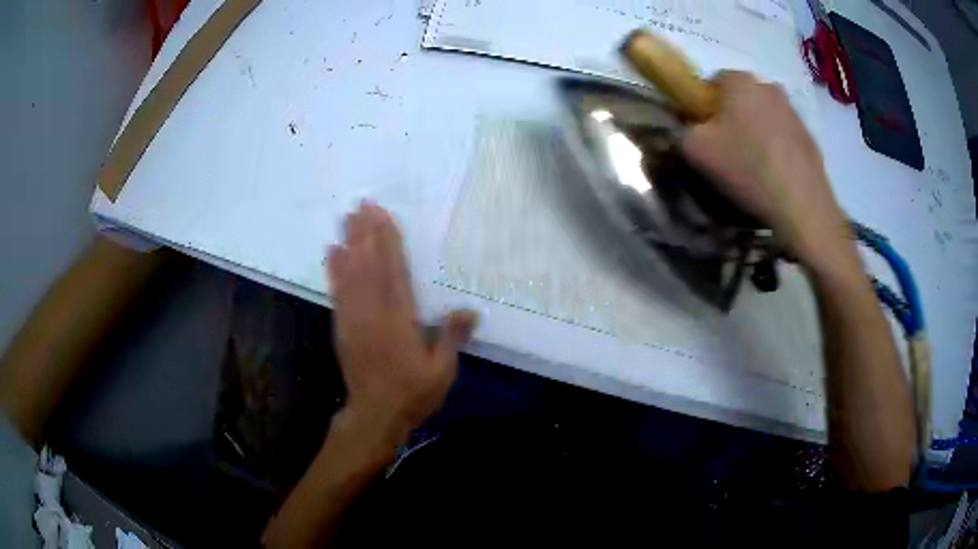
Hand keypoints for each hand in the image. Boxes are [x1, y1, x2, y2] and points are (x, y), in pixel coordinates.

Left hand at [326, 202, 476, 446]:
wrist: (375, 415)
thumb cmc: (412, 393)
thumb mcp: (441, 371)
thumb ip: (451, 338)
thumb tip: (469, 310)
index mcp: (399, 319)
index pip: (393, 271)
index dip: (387, 241)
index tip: (382, 216)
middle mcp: (373, 312)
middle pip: (368, 265)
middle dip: (365, 233)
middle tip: (362, 204)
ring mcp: (354, 318)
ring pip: (350, 274)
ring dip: (349, 243)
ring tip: (347, 218)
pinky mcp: (342, 327)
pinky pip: (337, 292)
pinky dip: (334, 270)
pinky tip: (332, 252)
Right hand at [681, 71, 850, 269]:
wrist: (802, 206)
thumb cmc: (747, 168)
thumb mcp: (695, 150)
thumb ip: (681, 129)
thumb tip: (688, 127)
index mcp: (739, 80)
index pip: (713, 81)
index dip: (705, 105)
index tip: (706, 132)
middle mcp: (768, 86)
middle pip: (741, 97)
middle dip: (733, 116)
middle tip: (729, 149)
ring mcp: (794, 111)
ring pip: (764, 115)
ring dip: (756, 132)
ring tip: (754, 166)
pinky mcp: (810, 136)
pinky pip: (784, 136)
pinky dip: (777, 148)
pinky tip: (774, 174)